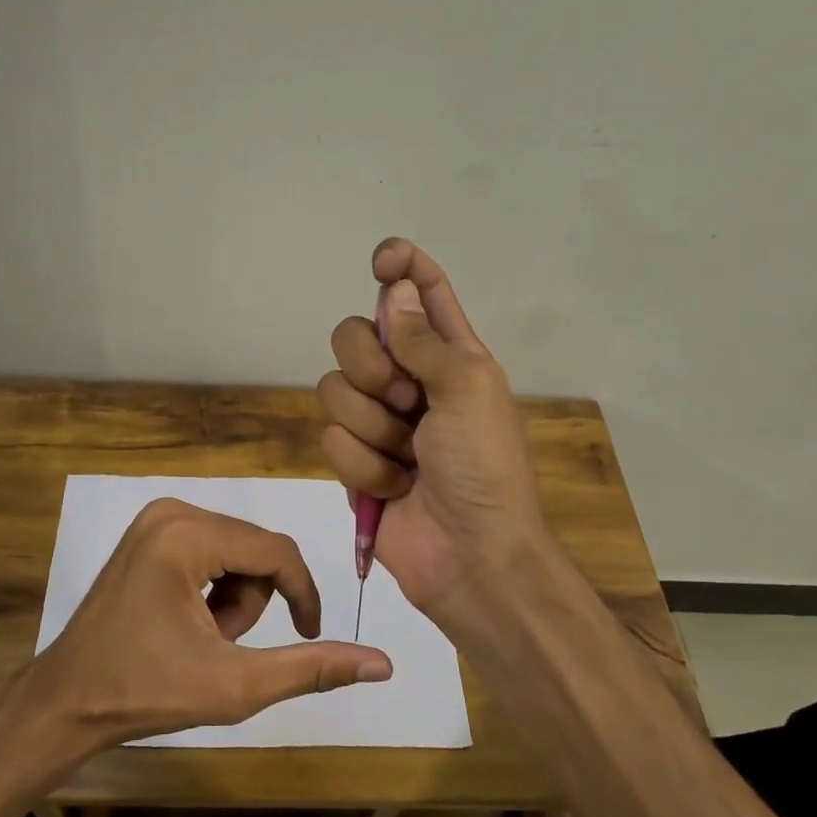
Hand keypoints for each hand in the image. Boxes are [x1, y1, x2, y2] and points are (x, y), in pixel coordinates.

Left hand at [31, 497, 392, 745]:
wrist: (66, 702)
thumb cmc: (145, 693)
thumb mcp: (236, 684)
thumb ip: (310, 668)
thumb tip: (382, 663)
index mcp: (187, 534)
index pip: (277, 551)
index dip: (303, 594)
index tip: (310, 635)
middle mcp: (172, 510)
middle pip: (256, 550)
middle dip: (253, 603)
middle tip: (221, 647)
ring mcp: (156, 519)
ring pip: (237, 552)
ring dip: (235, 600)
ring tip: (201, 639)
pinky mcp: (149, 533)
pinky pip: (211, 551)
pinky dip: (213, 589)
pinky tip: (185, 623)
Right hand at [316, 238, 548, 630]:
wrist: (470, 555)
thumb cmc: (484, 468)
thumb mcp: (468, 390)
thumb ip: (424, 339)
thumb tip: (395, 291)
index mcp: (449, 355)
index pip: (421, 292)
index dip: (401, 266)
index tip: (381, 261)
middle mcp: (408, 380)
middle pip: (354, 335)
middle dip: (371, 367)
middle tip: (405, 399)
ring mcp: (377, 422)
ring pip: (334, 390)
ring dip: (373, 429)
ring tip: (408, 460)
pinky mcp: (354, 462)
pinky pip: (331, 440)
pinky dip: (364, 467)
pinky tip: (394, 488)